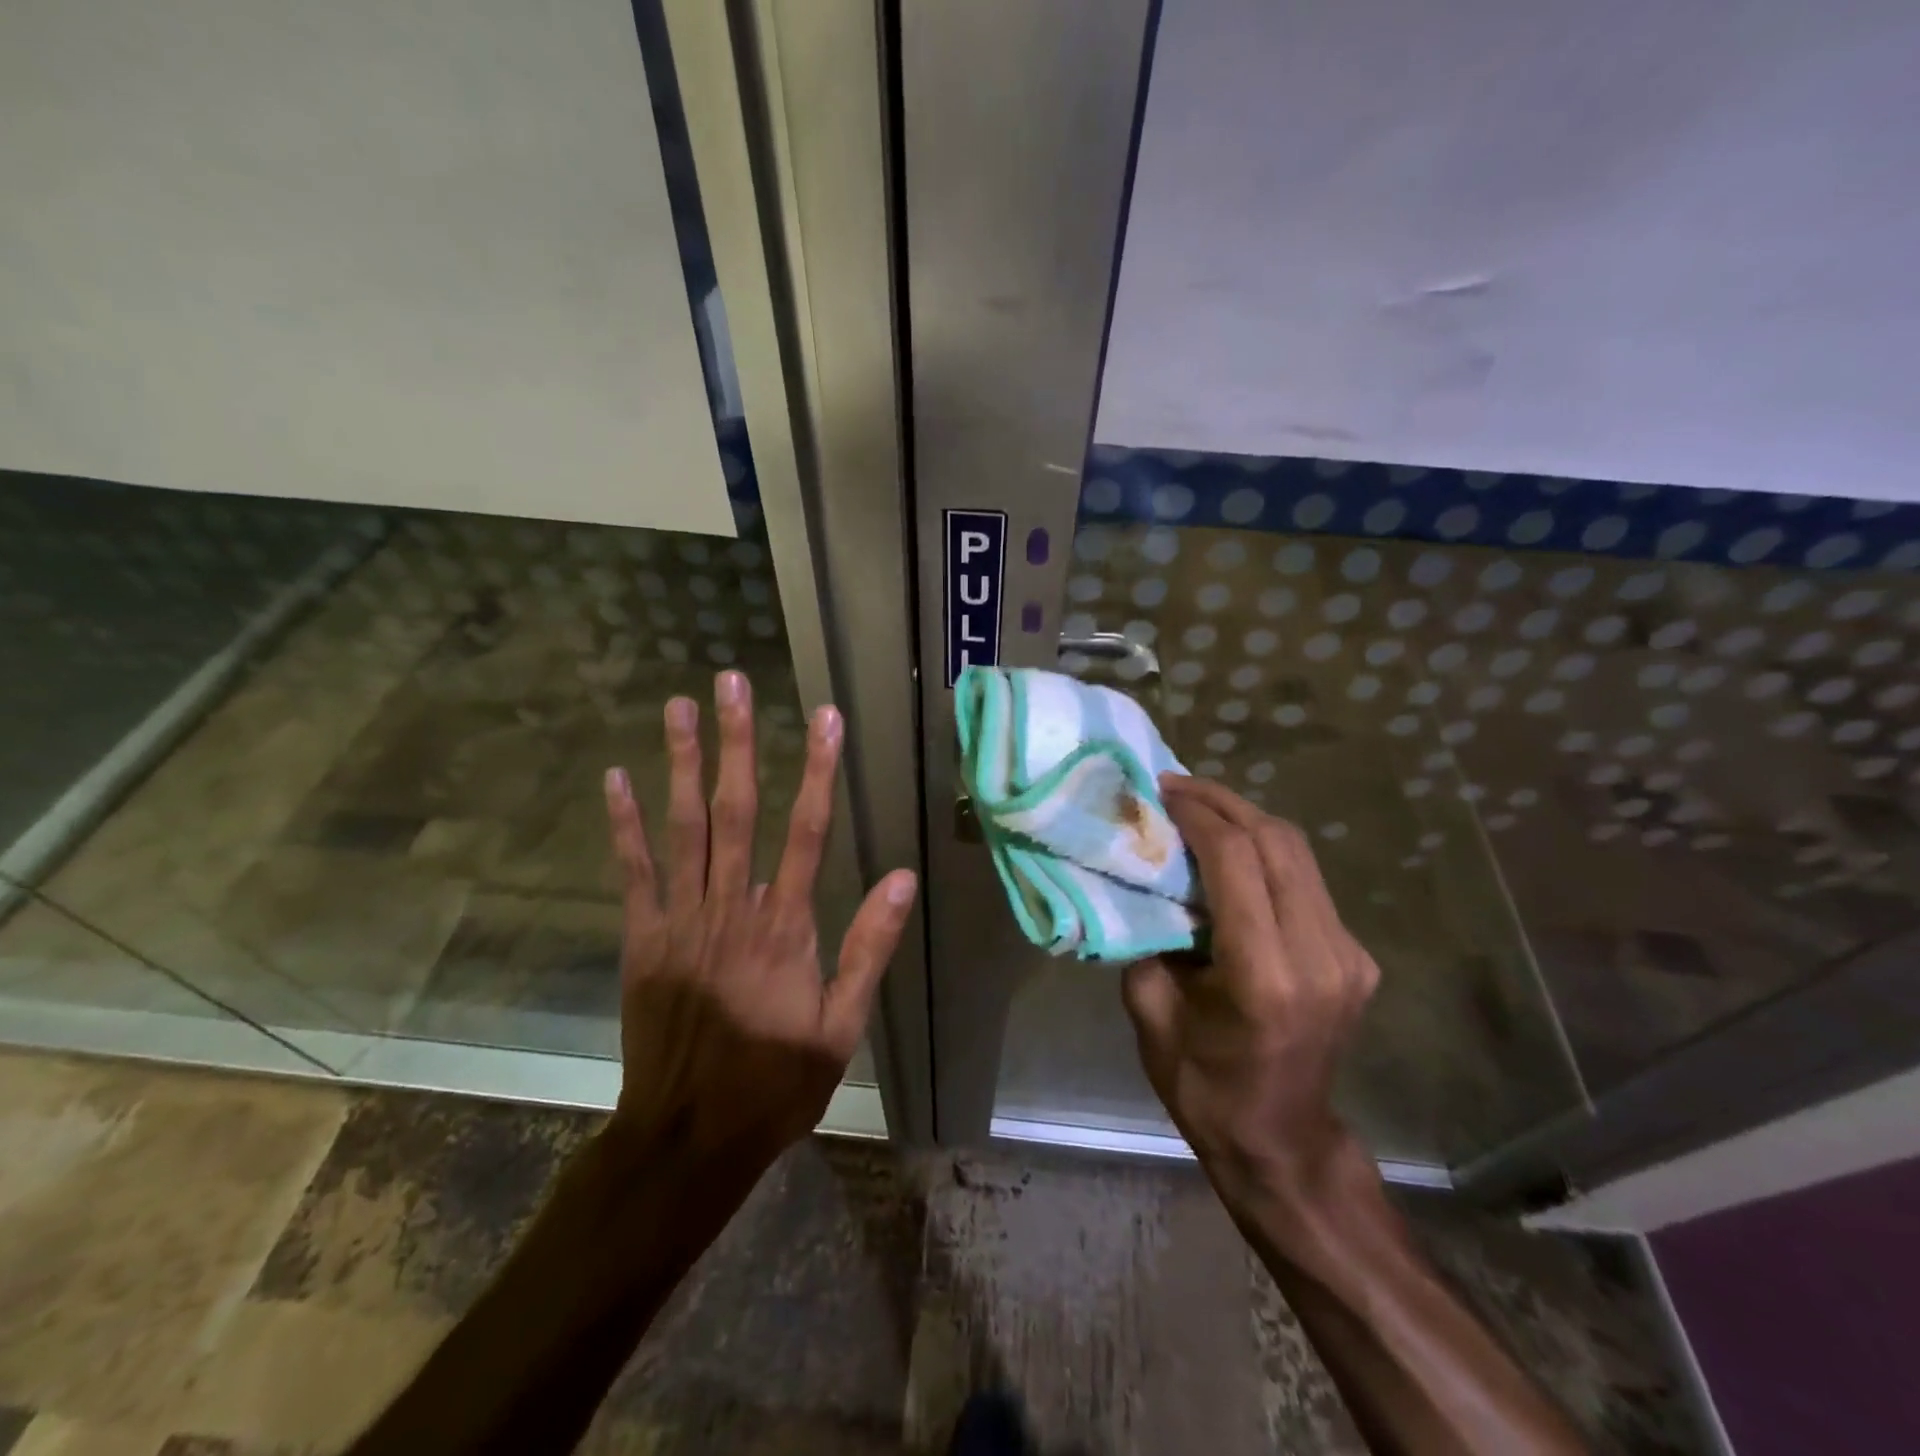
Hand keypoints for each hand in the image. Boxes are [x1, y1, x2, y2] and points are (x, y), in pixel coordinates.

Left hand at [601, 670, 917, 1168]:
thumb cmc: (775, 1084)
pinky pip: (633, 873)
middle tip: (731, 683)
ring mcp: (680, 921)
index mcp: (786, 928)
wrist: (688, 1138)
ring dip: (682, 764)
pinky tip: (616, 778)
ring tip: (679, 707)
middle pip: (737, 811)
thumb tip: (904, 878)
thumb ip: (869, 948)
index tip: (824, 717)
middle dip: (737, 743)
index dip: (819, 770)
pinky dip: (624, 825)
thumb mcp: (842, 1026)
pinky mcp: (642, 940)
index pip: (809, 831)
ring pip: (683, 828)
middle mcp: (732, 909)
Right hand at [1122, 775, 1378, 1211]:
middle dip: (1224, 803)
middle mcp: (1320, 956)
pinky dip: (1266, 853)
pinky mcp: (1356, 957)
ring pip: (1299, 854)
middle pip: (1277, 843)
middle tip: (1177, 787)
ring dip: (1247, 820)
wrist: (1281, 1141)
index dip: (1198, 814)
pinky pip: (1307, 883)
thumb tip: (1144, 880)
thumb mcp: (1151, 1010)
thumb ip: (1148, 937)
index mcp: (1265, 975)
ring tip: (1199, 808)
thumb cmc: (1203, 1085)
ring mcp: (1348, 956)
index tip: (1162, 791)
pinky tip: (1232, 852)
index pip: (1237, 860)